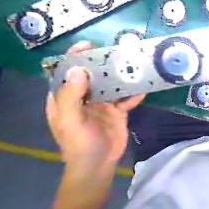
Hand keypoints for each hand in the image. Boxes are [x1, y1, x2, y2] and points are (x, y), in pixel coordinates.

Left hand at [45, 42, 144, 167]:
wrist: (100, 163)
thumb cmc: (80, 143)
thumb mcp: (70, 121)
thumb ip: (71, 96)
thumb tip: (78, 69)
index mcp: (66, 98)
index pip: (67, 73)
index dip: (75, 57)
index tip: (87, 45)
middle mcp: (85, 98)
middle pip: (93, 76)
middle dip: (103, 64)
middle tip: (116, 53)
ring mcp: (104, 104)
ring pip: (112, 86)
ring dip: (121, 78)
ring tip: (132, 67)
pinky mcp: (118, 110)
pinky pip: (127, 99)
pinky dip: (134, 95)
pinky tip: (142, 90)